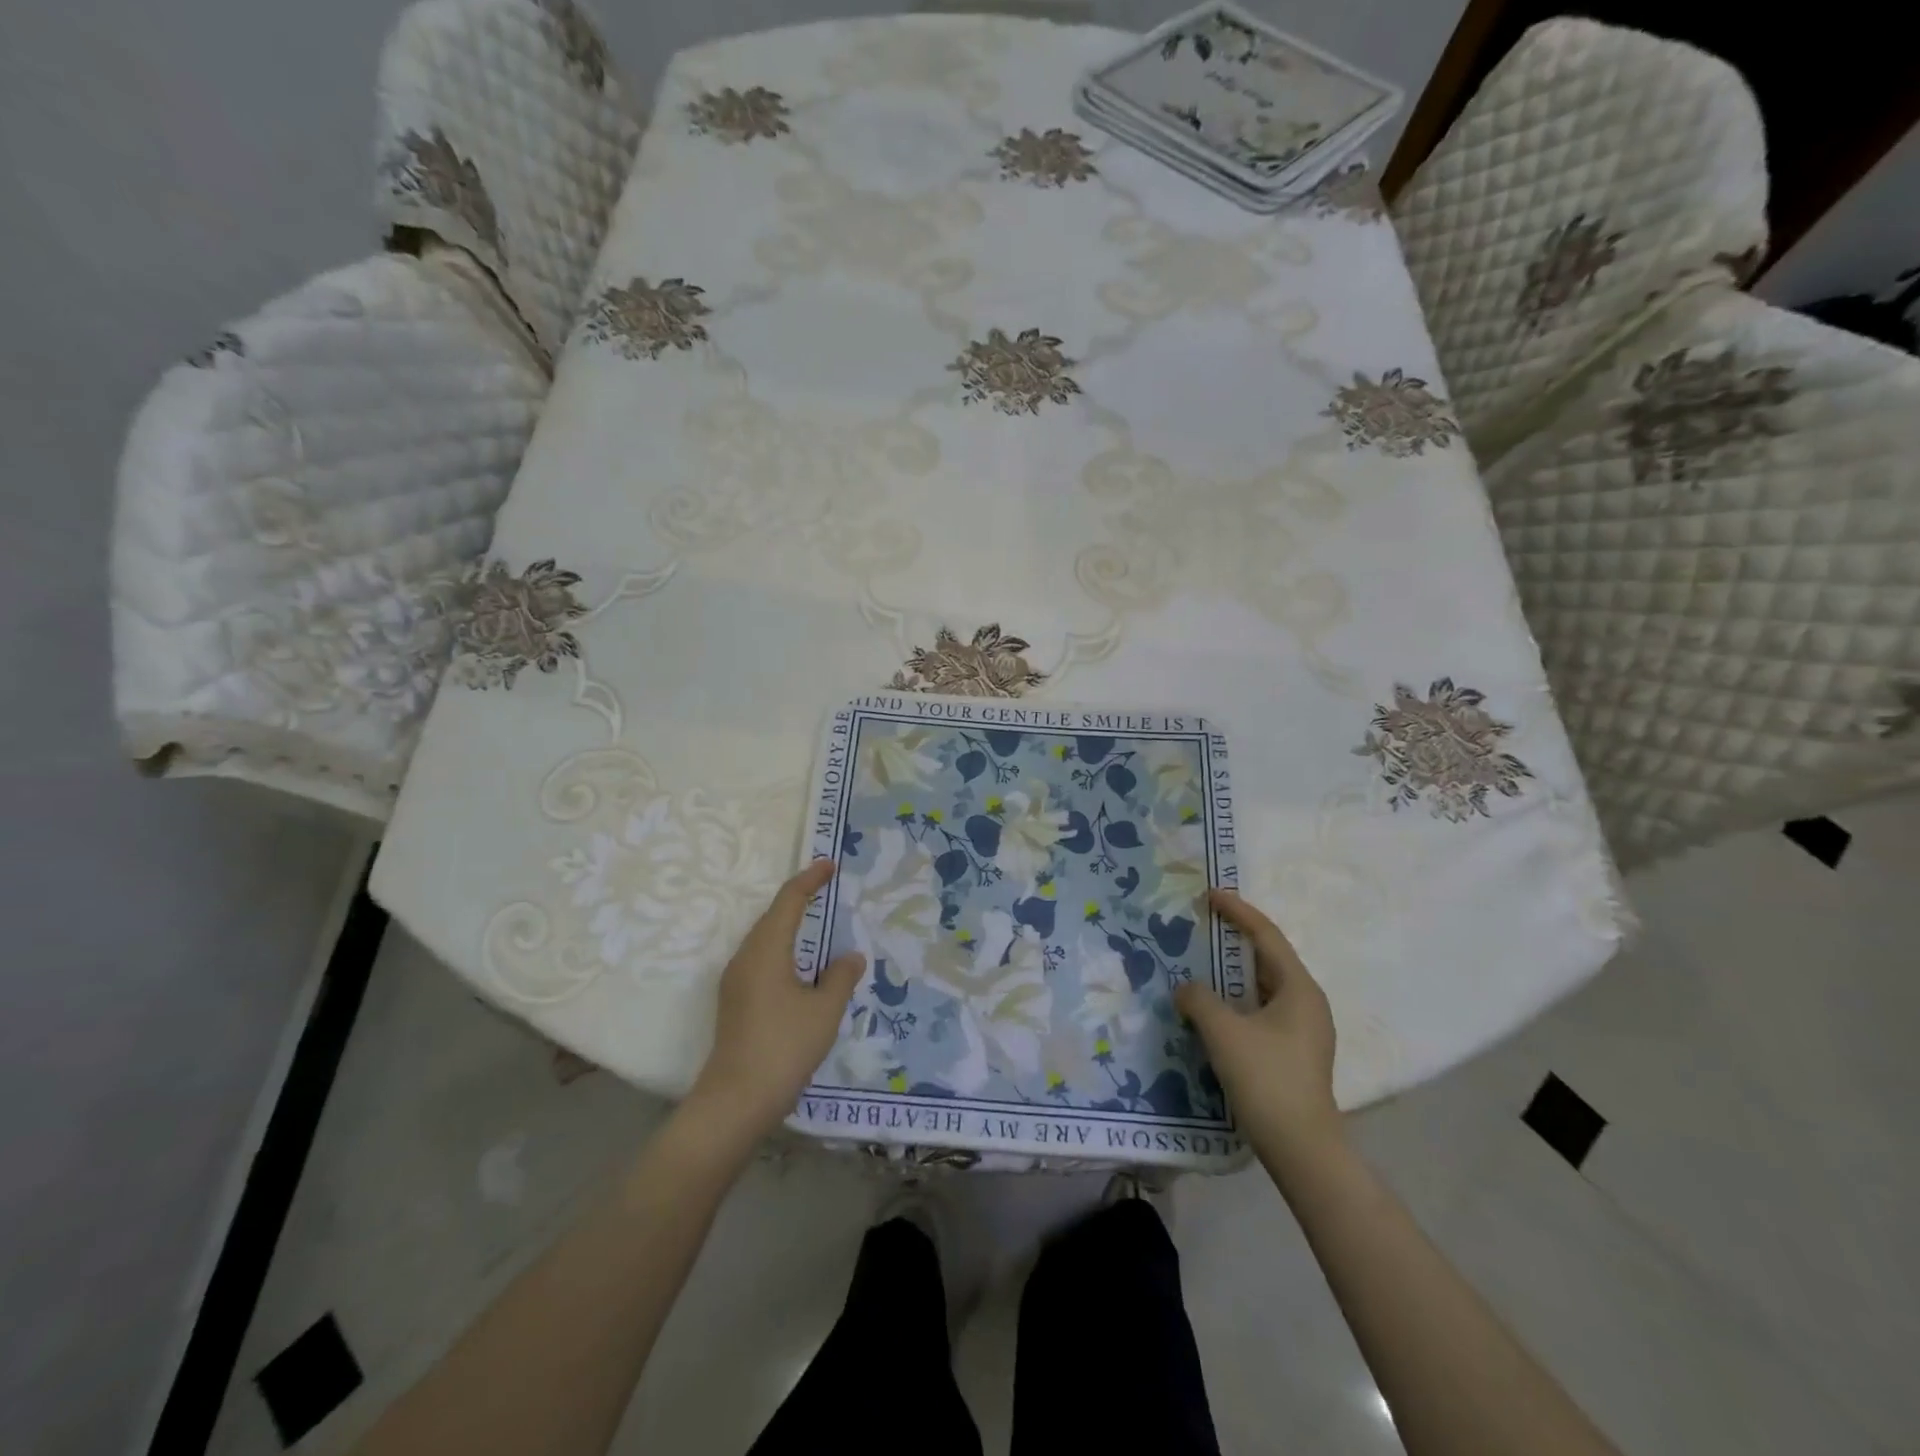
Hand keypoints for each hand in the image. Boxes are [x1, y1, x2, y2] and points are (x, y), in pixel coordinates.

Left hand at [683, 861, 865, 1147]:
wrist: (735, 1101)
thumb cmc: (784, 1047)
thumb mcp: (824, 1011)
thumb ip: (841, 977)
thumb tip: (850, 956)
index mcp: (766, 951)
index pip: (788, 901)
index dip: (809, 880)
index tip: (829, 865)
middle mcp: (745, 957)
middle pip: (771, 916)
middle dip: (798, 898)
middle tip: (826, 887)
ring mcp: (735, 980)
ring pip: (763, 938)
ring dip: (788, 924)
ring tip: (815, 920)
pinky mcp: (734, 1001)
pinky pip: (760, 958)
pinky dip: (781, 947)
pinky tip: (798, 965)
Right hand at [1174, 889, 1341, 1177]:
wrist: (1301, 1149)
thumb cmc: (1266, 1079)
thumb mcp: (1223, 1032)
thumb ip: (1199, 999)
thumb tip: (1186, 988)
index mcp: (1299, 988)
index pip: (1266, 936)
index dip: (1238, 912)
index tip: (1211, 894)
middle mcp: (1307, 1003)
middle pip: (1267, 958)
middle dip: (1234, 940)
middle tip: (1202, 925)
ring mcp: (1303, 1031)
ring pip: (1262, 987)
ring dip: (1232, 973)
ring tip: (1200, 961)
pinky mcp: (1293, 1053)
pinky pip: (1261, 1010)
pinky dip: (1236, 999)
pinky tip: (1212, 1007)